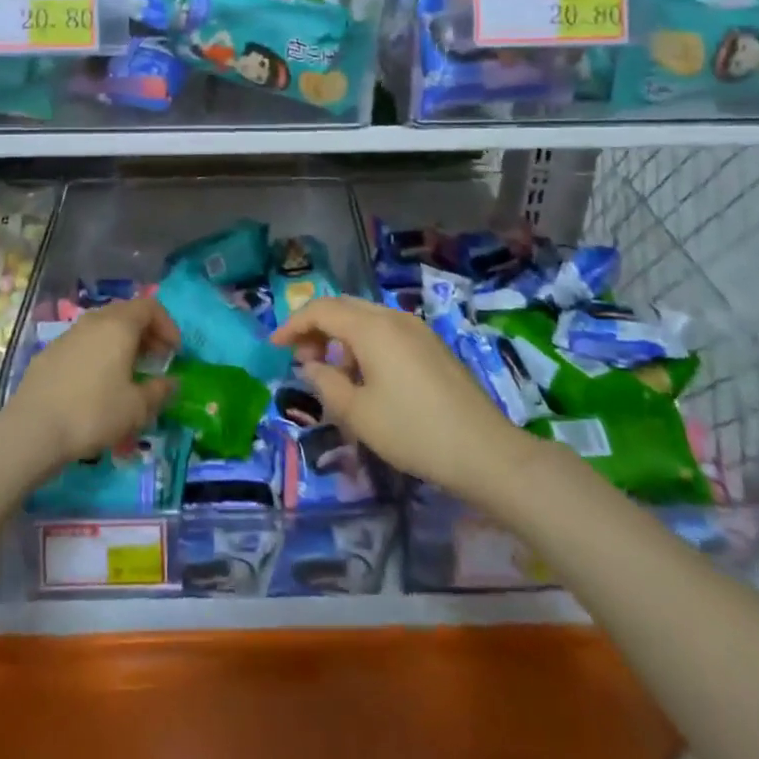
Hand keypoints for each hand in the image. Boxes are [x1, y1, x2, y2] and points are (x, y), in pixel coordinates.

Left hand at [5, 296, 179, 468]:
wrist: (32, 430)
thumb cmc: (93, 413)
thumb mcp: (136, 408)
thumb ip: (159, 391)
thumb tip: (172, 382)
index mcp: (118, 326)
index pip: (150, 306)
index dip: (167, 325)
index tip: (174, 351)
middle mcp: (93, 321)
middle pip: (126, 313)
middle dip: (146, 333)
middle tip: (155, 359)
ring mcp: (68, 335)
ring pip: (102, 327)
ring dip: (121, 343)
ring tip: (127, 372)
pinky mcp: (49, 353)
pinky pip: (83, 343)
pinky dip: (98, 353)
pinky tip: (96, 383)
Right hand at [272, 295, 523, 502]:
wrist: (484, 450)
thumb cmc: (413, 431)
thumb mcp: (358, 413)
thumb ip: (326, 383)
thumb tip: (310, 366)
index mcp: (372, 327)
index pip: (321, 310)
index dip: (293, 325)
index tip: (274, 346)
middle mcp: (394, 317)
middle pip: (344, 307)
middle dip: (316, 328)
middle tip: (300, 359)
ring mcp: (417, 329)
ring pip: (366, 319)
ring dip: (341, 337)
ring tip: (332, 373)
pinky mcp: (432, 346)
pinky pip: (387, 331)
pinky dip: (364, 344)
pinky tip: (365, 377)